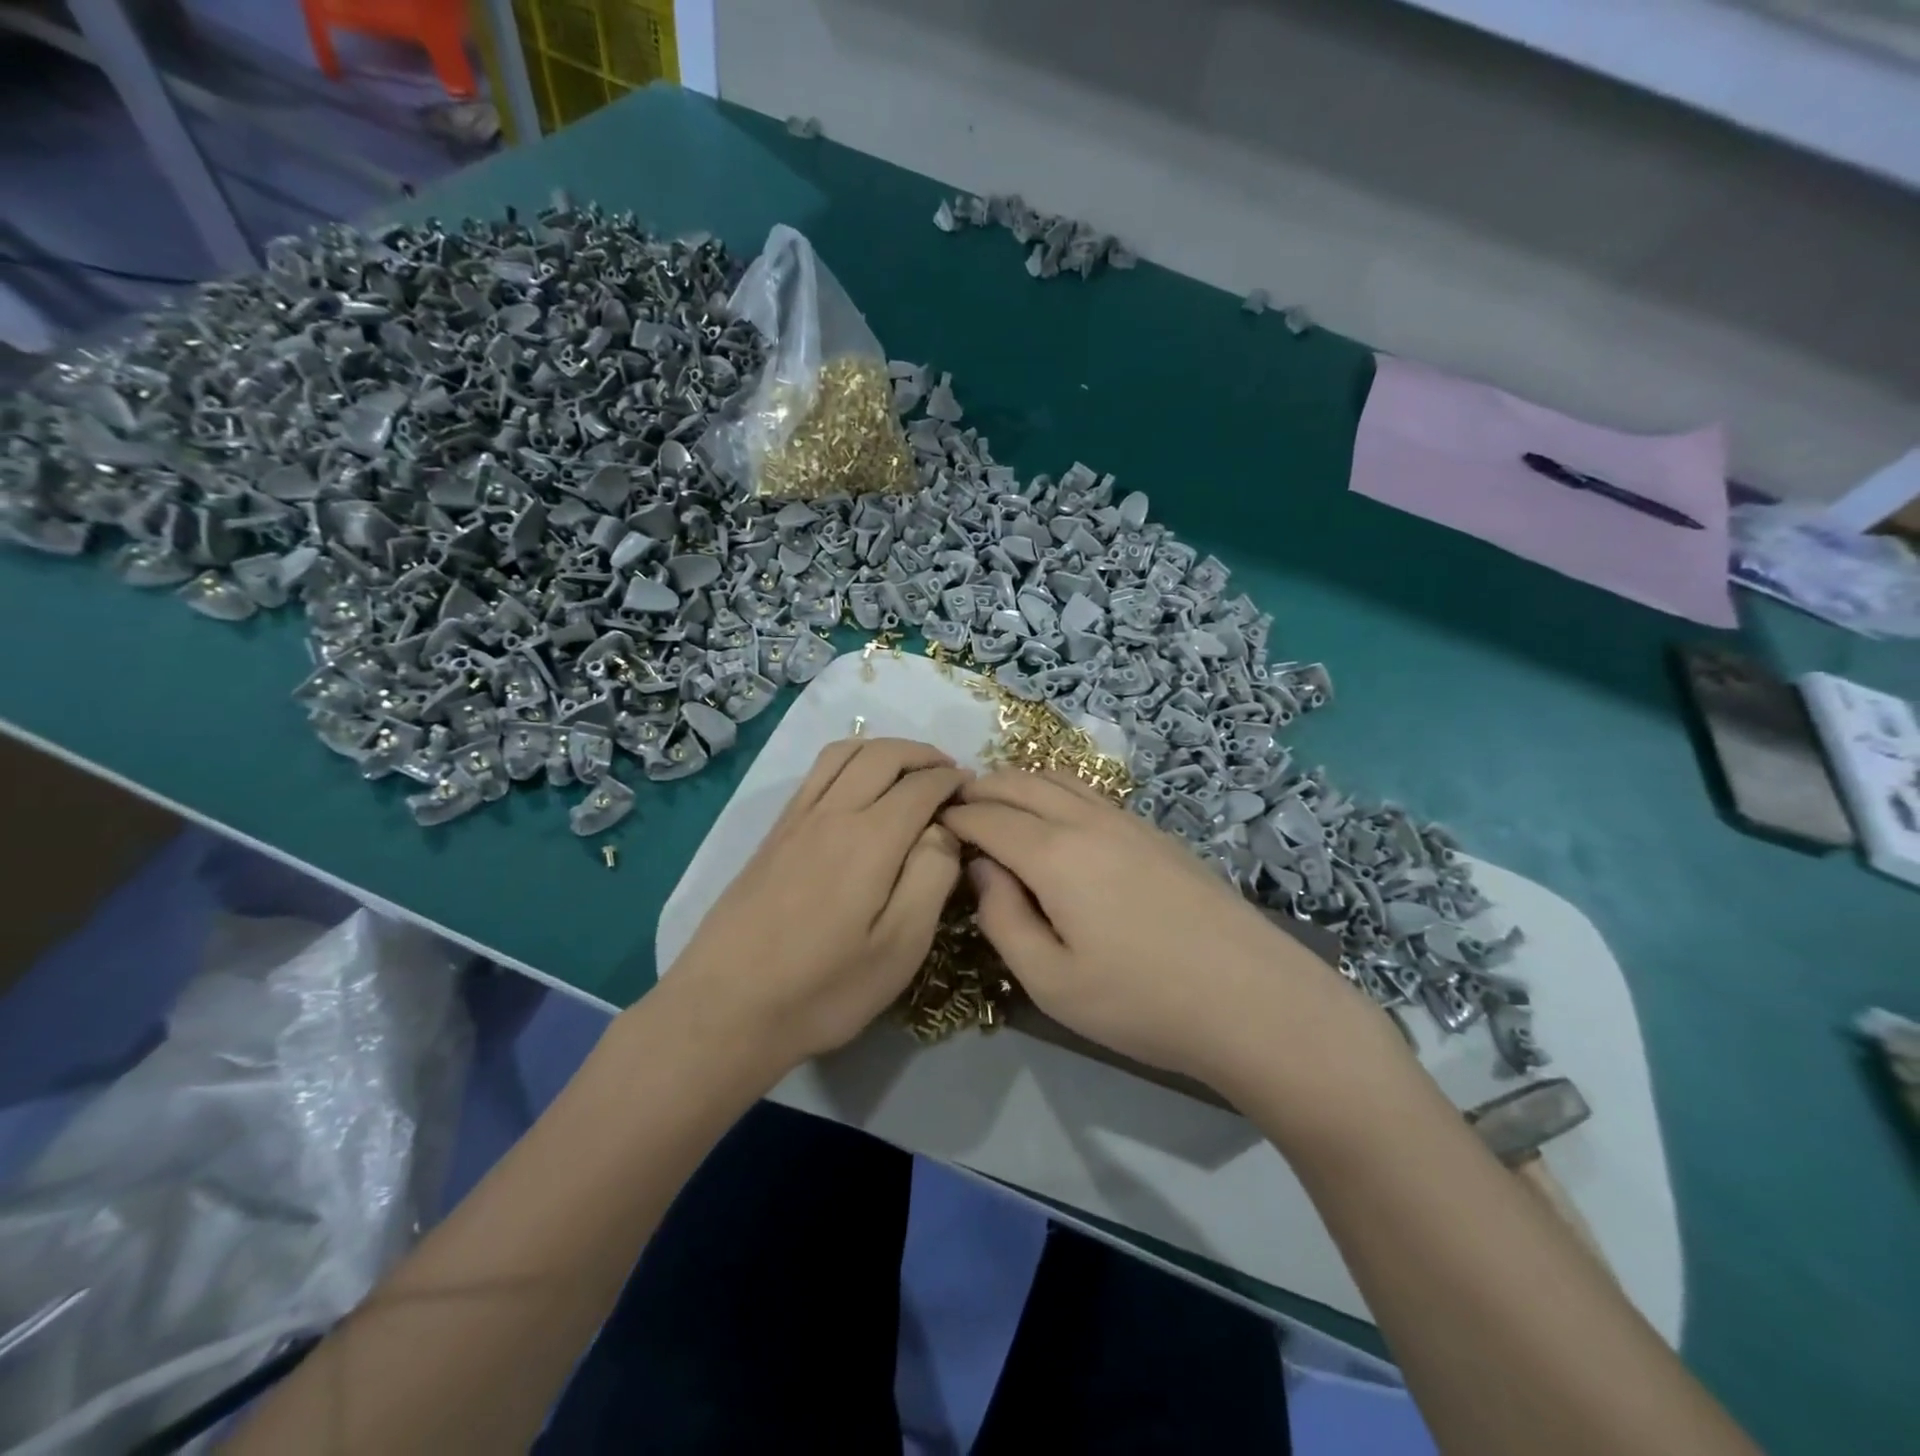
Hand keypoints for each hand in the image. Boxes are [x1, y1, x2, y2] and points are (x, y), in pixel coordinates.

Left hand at [667, 737, 967, 1069]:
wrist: (726, 1008)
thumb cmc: (824, 988)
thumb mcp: (899, 947)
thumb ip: (931, 877)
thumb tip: (944, 828)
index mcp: (870, 838)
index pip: (921, 786)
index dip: (953, 781)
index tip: (974, 789)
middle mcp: (833, 812)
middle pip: (883, 755)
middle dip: (923, 754)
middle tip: (949, 772)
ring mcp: (797, 818)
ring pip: (845, 753)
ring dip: (884, 748)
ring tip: (907, 767)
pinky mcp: (775, 832)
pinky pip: (817, 771)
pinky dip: (849, 759)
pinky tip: (857, 783)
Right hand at [942, 770, 1372, 1090]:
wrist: (1251, 999)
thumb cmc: (1141, 1001)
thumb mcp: (1051, 981)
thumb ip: (1003, 919)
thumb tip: (984, 869)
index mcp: (1054, 854)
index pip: (988, 818)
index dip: (955, 817)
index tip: (932, 823)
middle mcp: (1088, 820)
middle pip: (1021, 783)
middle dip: (982, 788)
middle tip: (956, 805)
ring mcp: (1128, 821)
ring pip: (1060, 778)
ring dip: (1020, 782)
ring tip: (1000, 805)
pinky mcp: (1156, 833)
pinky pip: (1090, 793)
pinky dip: (1056, 791)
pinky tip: (1056, 819)